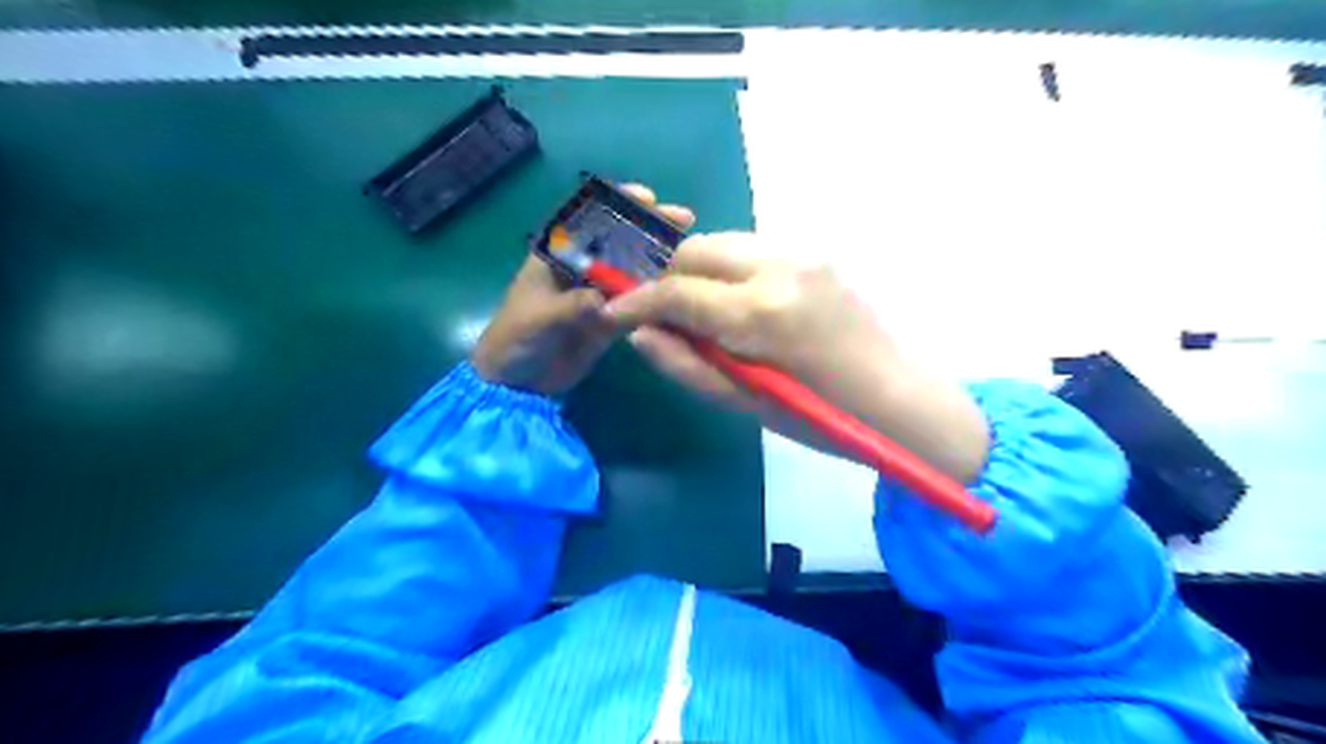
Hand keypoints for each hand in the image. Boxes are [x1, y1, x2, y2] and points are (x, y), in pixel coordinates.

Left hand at [468, 182, 695, 396]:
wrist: (517, 381)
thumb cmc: (516, 337)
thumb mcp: (539, 318)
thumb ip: (571, 306)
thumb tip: (604, 299)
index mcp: (560, 254)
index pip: (591, 219)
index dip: (619, 204)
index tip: (647, 198)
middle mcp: (585, 268)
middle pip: (621, 241)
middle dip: (650, 228)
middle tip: (684, 220)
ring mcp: (600, 293)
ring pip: (634, 270)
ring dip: (661, 262)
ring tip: (693, 255)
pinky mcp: (612, 319)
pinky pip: (638, 303)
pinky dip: (657, 298)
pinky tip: (683, 293)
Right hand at [604, 235, 988, 485]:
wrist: (899, 398)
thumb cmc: (820, 417)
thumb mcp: (745, 402)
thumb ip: (685, 365)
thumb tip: (639, 333)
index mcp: (761, 313)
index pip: (677, 291)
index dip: (638, 301)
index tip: (616, 312)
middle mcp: (779, 266)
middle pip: (696, 250)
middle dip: (667, 277)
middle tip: (659, 313)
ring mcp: (803, 253)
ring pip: (723, 244)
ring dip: (699, 272)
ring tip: (699, 312)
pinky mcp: (816, 254)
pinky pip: (753, 251)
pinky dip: (730, 271)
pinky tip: (738, 305)